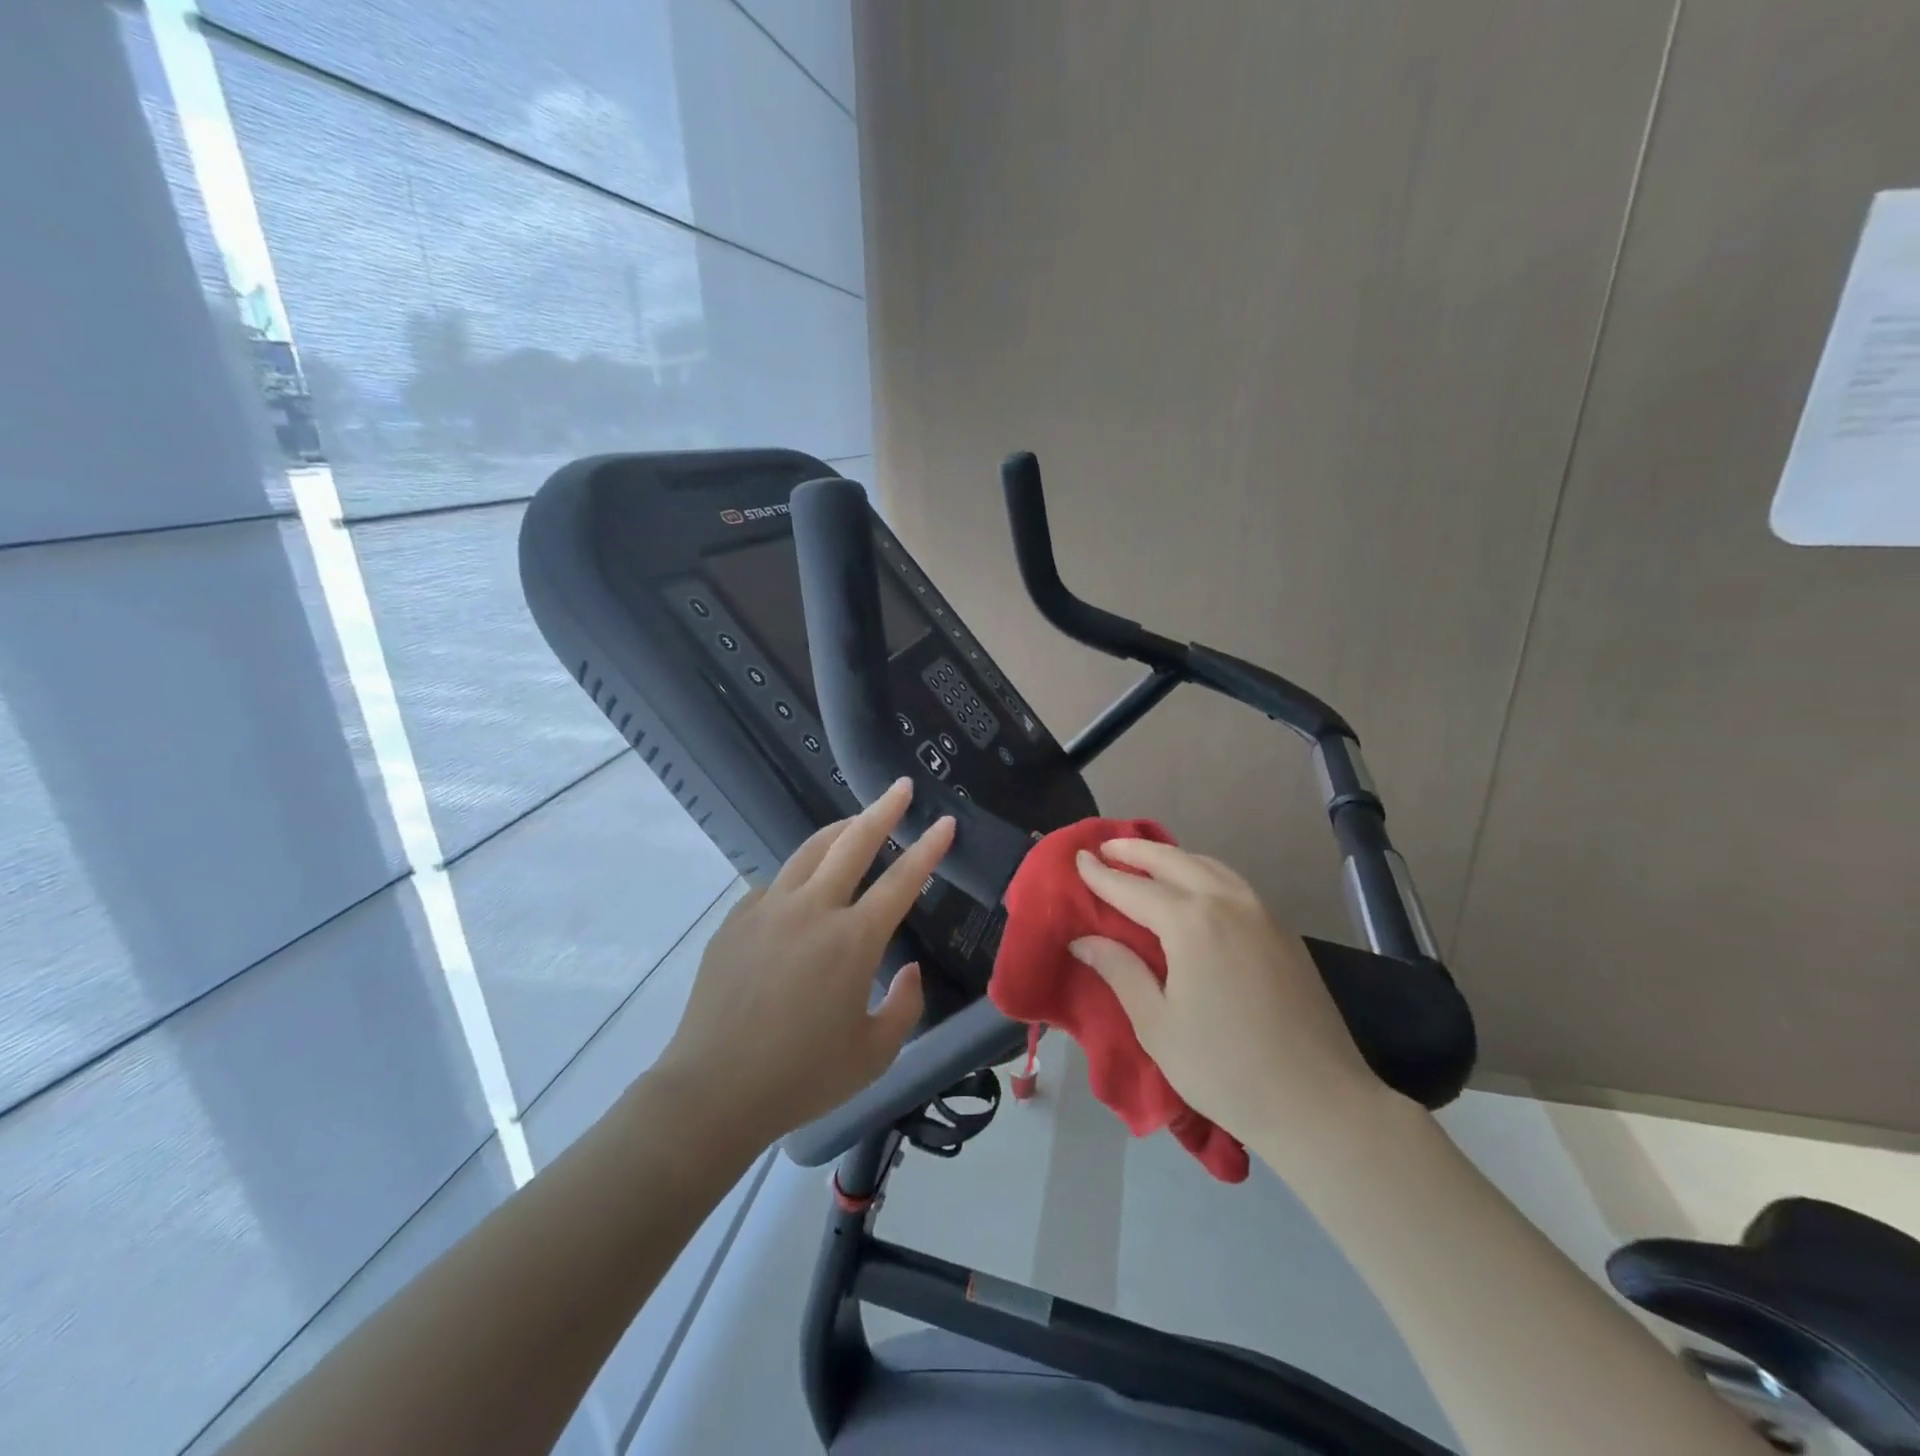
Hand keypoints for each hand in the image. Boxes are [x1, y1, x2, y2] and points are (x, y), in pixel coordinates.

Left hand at [658, 778, 953, 1146]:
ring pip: (809, 851)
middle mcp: (812, 910)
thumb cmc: (802, 1077)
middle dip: (883, 810)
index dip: (928, 848)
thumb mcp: (874, 1054)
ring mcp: (768, 909)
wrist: (713, 1090)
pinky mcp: (736, 920)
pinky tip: (803, 889)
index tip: (945, 822)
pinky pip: (775, 884)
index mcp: (853, 940)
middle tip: (900, 787)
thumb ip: (905, 1006)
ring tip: (856, 820)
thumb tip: (909, 969)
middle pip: (853, 843)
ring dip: (839, 830)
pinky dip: (799, 875)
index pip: (902, 880)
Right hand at [1069, 839, 1391, 1160]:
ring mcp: (1263, 915)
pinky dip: (1204, 874)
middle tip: (1107, 846)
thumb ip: (1120, 972)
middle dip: (1137, 851)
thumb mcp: (1157, 1025)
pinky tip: (1195, 889)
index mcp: (1192, 923)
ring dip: (1174, 857)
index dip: (1102, 875)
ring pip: (1210, 867)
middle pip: (1175, 861)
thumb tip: (1084, 940)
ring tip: (1147, 860)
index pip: (1134, 888)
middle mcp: (1228, 904)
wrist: (1320, 1104)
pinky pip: (1234, 885)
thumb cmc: (1225, 1069)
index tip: (1078, 858)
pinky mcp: (1284, 933)